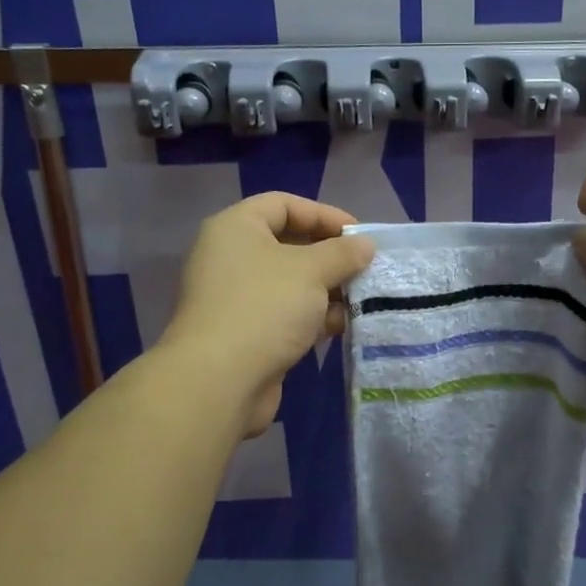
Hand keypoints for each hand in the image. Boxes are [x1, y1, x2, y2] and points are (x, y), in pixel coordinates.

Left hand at [160, 193, 375, 436]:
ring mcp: (236, 298)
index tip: (359, 235)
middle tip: (365, 267)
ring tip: (363, 298)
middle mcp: (231, 257)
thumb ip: (343, 253)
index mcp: (236, 228)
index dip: (324, 214)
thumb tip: (365, 245)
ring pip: (290, 283)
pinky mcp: (246, 333)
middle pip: (288, 244)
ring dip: (327, 289)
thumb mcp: (312, 271)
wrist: (220, 380)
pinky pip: (285, 314)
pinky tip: (344, 325)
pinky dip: (314, 316)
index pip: (283, 204)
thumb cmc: (265, 307)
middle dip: (330, 256)